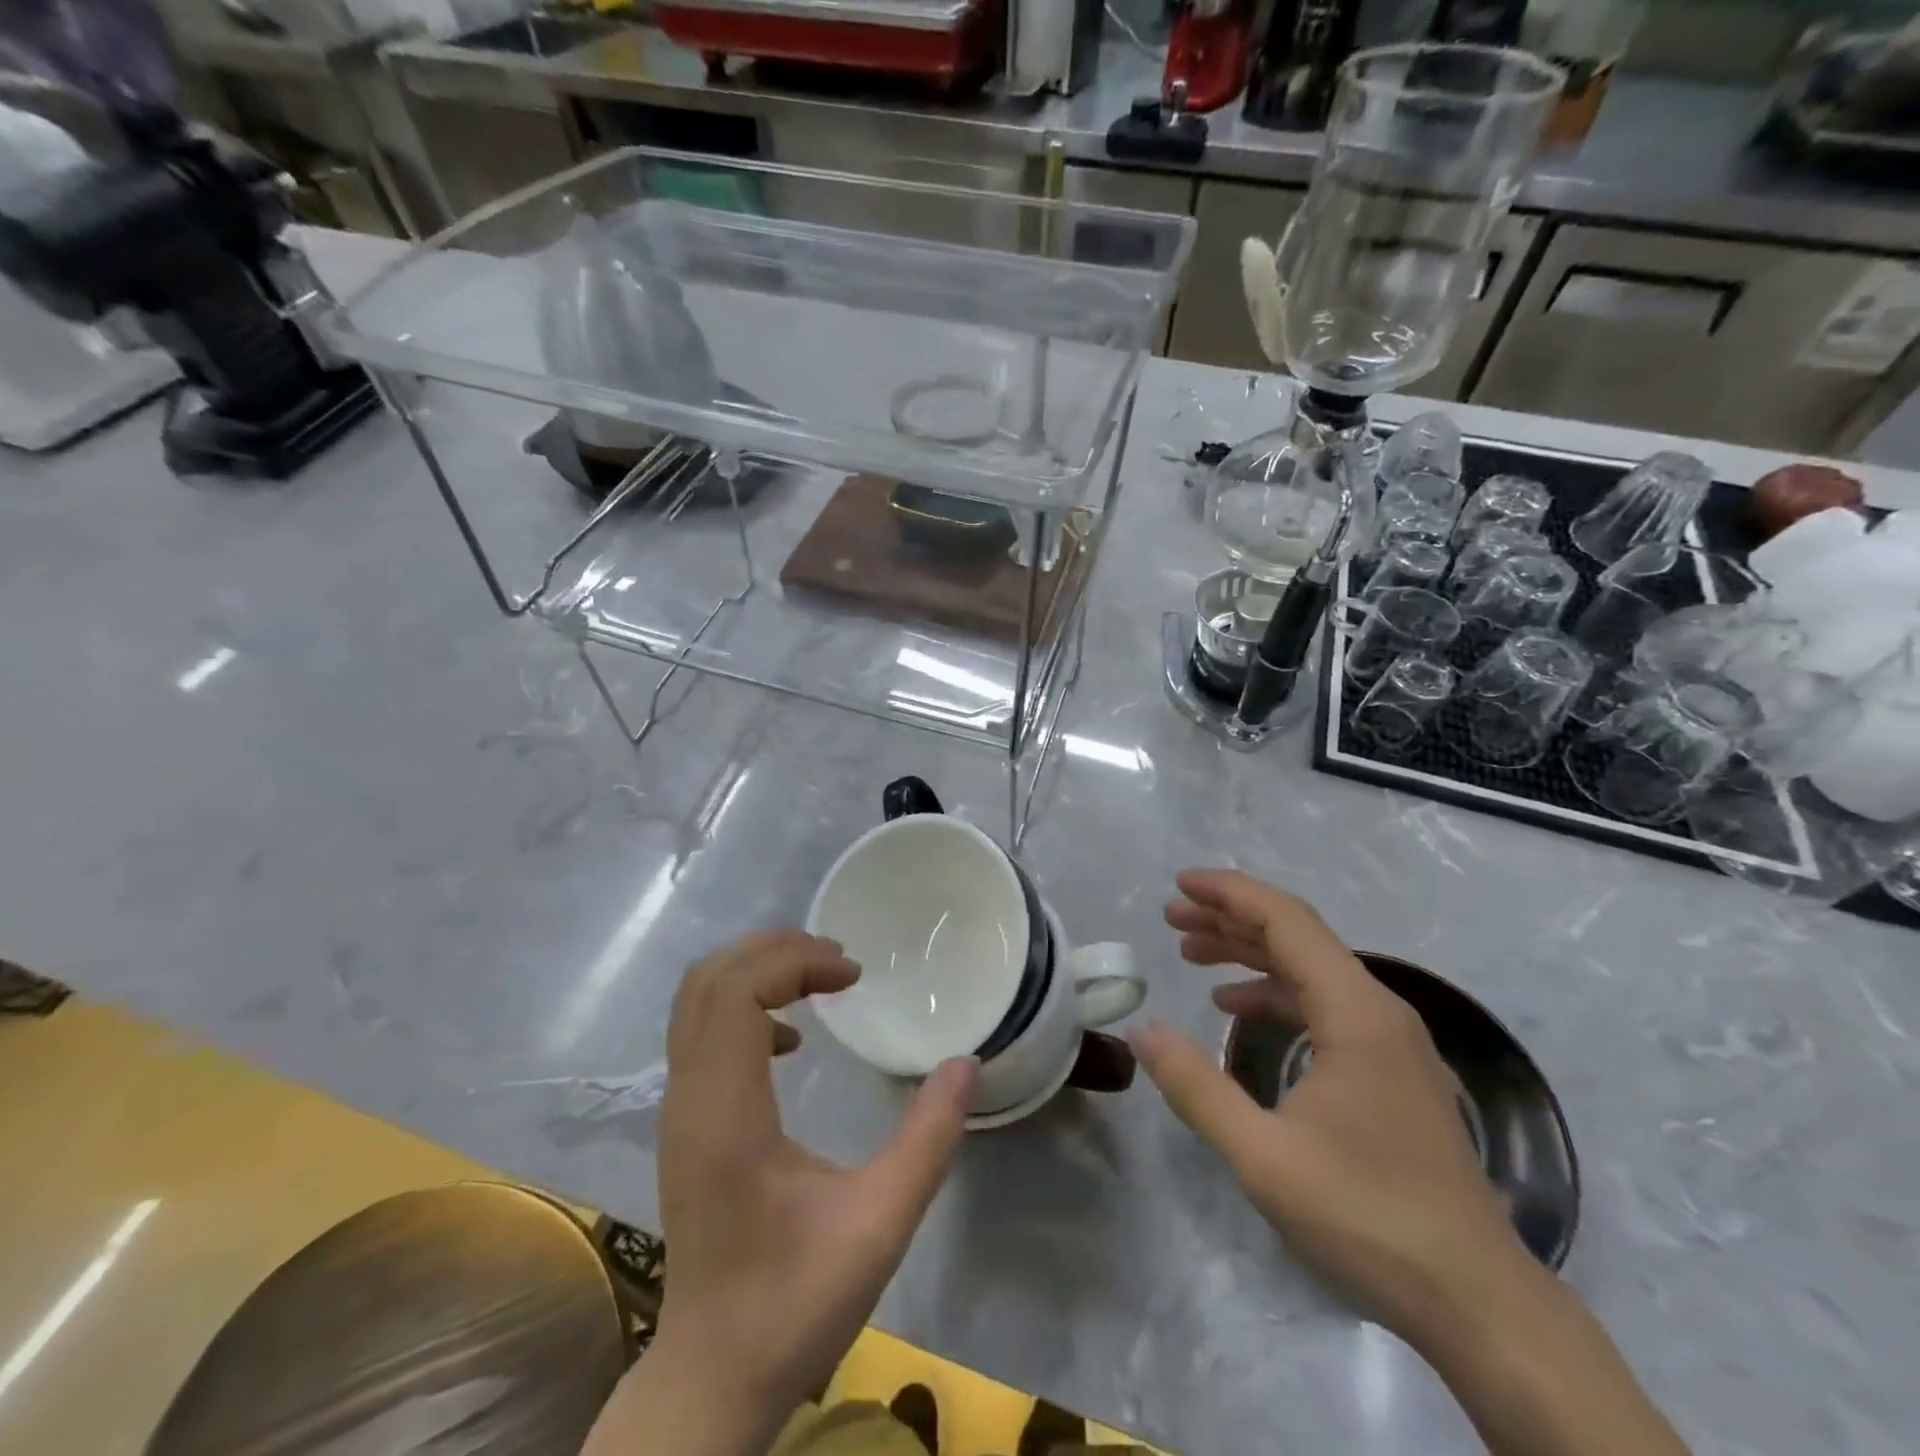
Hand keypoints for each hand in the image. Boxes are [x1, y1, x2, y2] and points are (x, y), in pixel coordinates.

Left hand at [642, 930, 976, 1451]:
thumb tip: (965, 1063)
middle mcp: (688, 1099)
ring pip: (698, 1000)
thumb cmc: (794, 1302)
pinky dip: (743, 1004)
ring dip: (757, 970)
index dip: (795, 962)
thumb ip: (928, 1140)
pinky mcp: (683, 1123)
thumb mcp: (880, 1224)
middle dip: (775, 950)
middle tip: (838, 960)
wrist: (713, 1376)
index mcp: (726, 1114)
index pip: (738, 992)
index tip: (853, 974)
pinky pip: (701, 1031)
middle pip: (710, 980)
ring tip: (819, 977)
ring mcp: (677, 1110)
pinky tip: (791, 1036)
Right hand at [1129, 870, 1525, 1341]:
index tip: (1179, 884)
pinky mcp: (1389, 1069)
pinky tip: (1235, 1010)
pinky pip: (1323, 1005)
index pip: (1286, 922)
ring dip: (1249, 954)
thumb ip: (1197, 1087)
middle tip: (1172, 917)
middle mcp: (1377, 1010)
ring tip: (1192, 953)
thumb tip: (1141, 1031)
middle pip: (1297, 937)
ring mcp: (1388, 1040)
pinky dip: (1274, 993)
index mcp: (1355, 1012)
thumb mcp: (1264, 1156)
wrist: (1477, 1299)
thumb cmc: (1368, 1216)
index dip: (1230, 894)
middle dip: (1230, 919)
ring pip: (1309, 969)